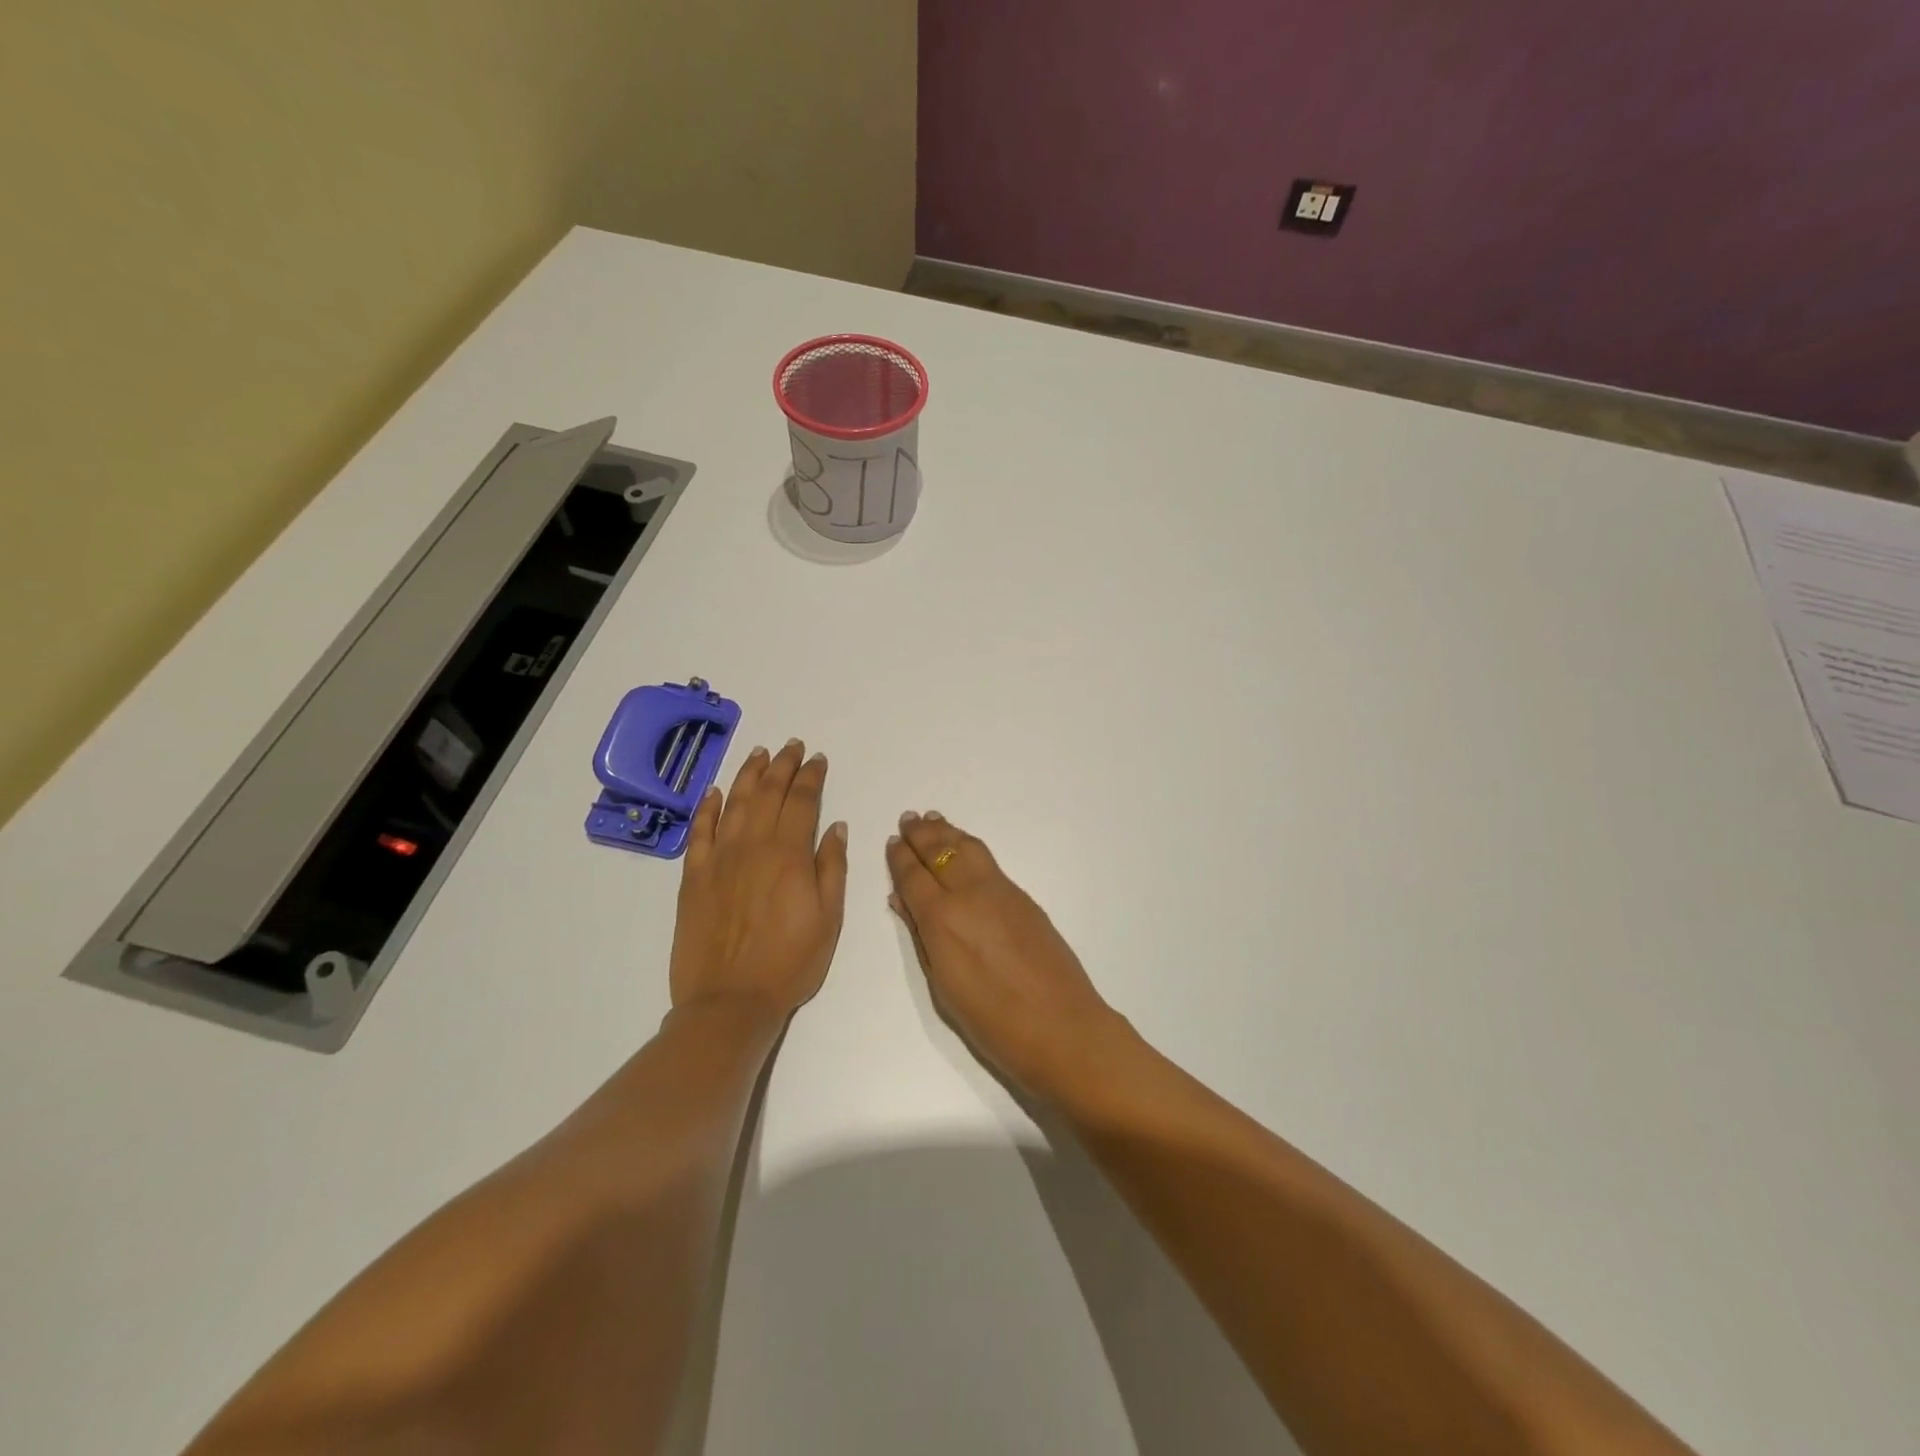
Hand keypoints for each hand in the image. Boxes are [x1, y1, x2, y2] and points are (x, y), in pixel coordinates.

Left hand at [670, 740, 847, 1019]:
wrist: (730, 1001)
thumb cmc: (790, 963)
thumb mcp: (829, 919)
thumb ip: (832, 867)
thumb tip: (835, 826)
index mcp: (789, 855)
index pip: (803, 802)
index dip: (811, 777)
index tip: (818, 759)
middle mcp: (753, 846)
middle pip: (768, 794)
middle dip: (783, 766)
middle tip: (792, 746)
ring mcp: (719, 859)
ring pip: (734, 803)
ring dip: (748, 775)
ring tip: (760, 753)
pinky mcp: (694, 877)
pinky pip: (699, 831)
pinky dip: (707, 807)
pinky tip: (714, 791)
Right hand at [886, 811, 1126, 1098]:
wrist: (1061, 1026)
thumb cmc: (993, 1022)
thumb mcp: (944, 987)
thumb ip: (922, 937)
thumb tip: (902, 901)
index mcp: (942, 920)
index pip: (913, 877)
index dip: (900, 858)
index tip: (892, 841)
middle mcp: (970, 895)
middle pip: (941, 853)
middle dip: (921, 835)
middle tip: (909, 819)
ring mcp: (1001, 892)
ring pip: (968, 848)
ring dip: (947, 832)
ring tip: (933, 819)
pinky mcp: (1023, 897)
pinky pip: (987, 860)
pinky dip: (969, 846)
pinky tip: (964, 847)